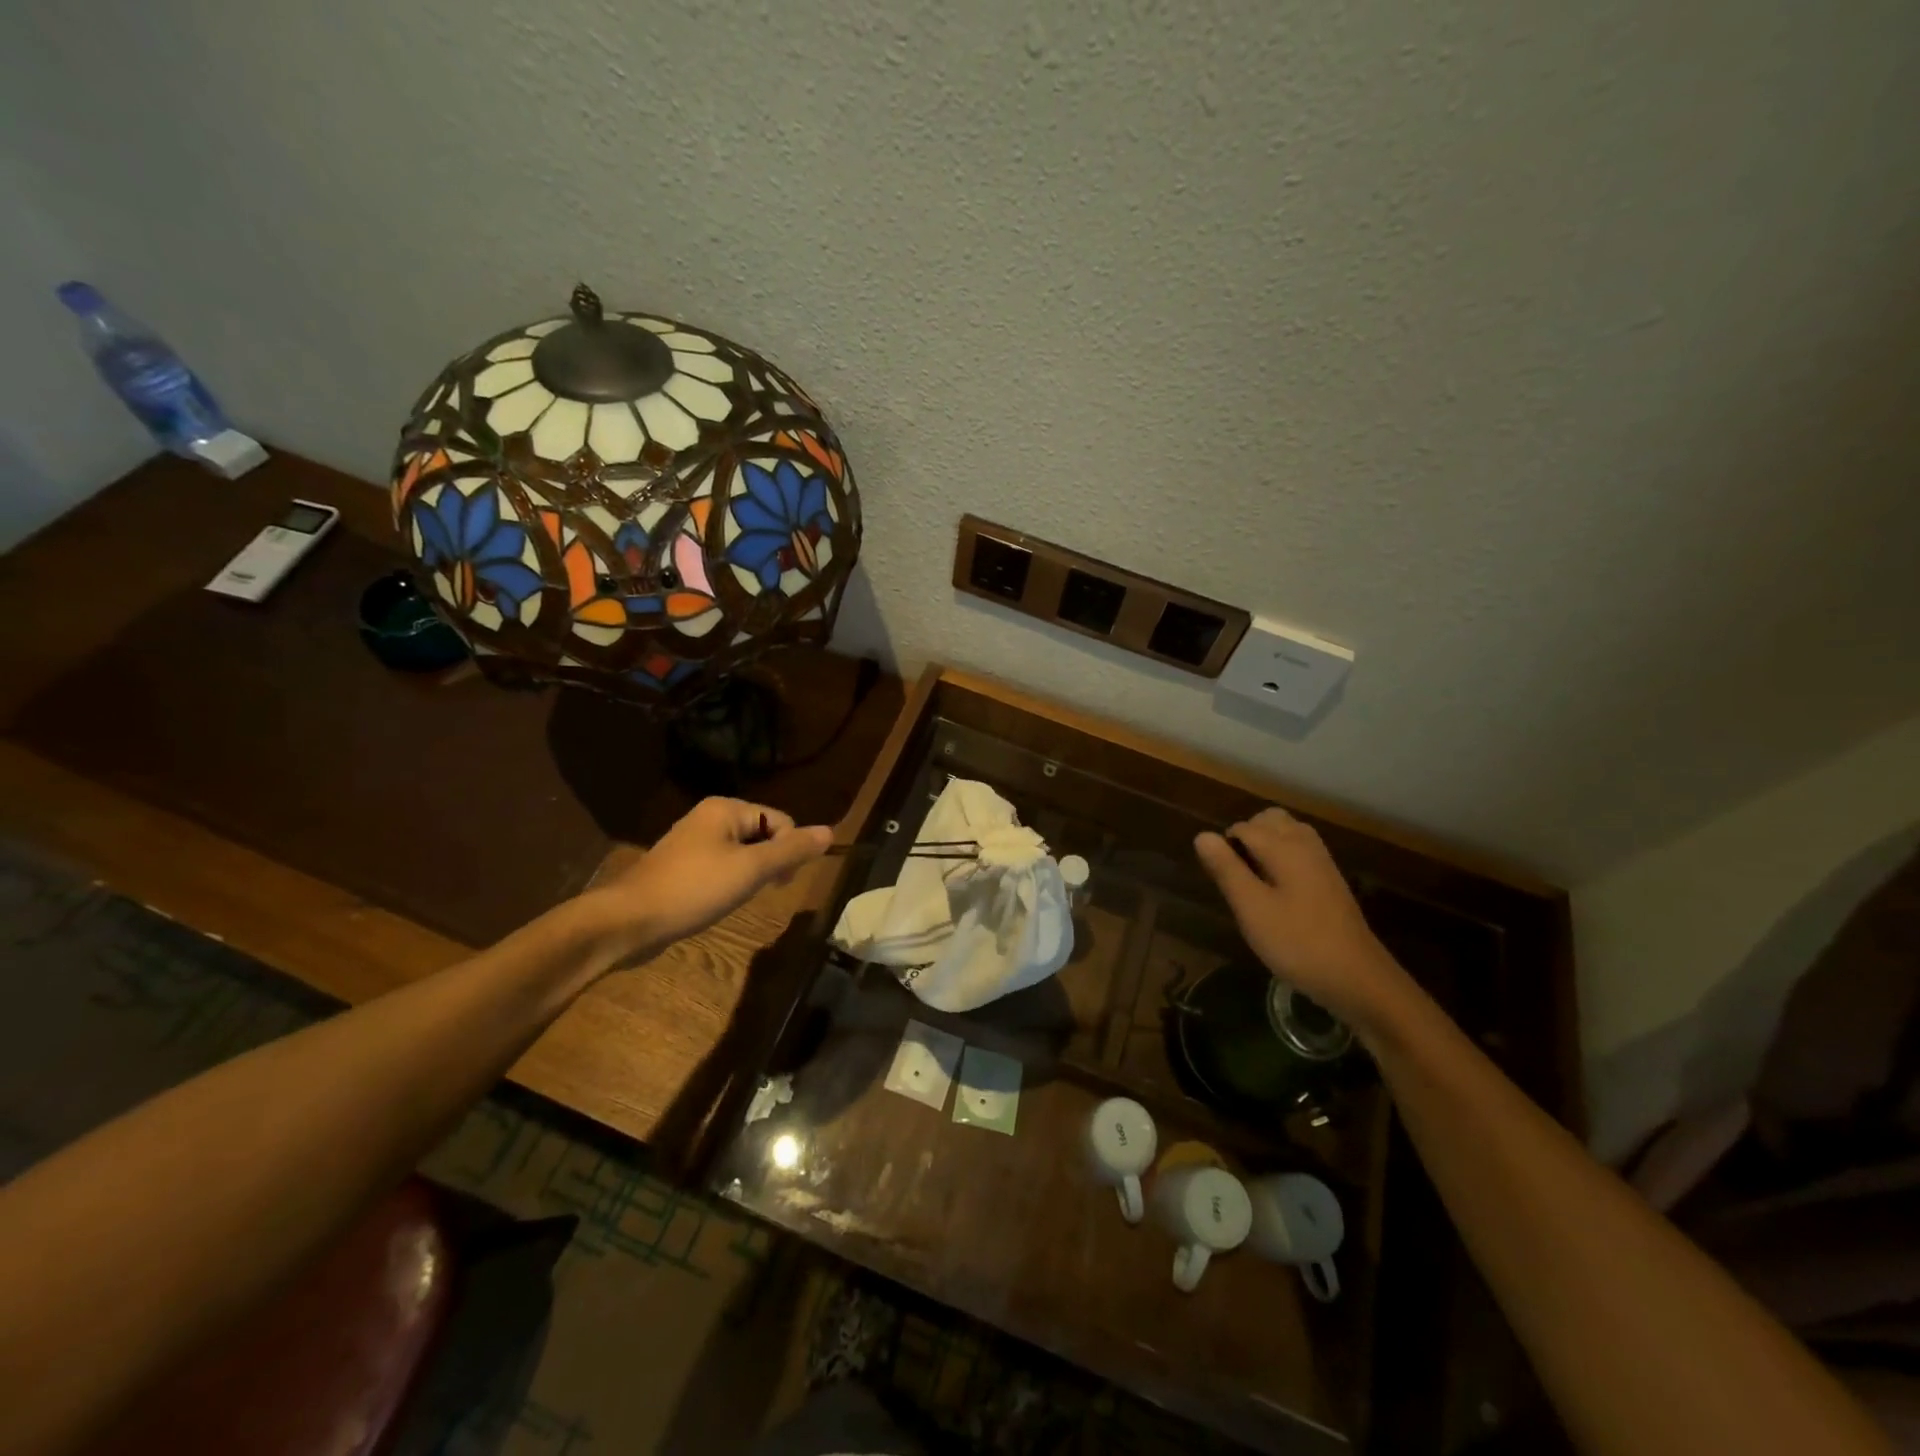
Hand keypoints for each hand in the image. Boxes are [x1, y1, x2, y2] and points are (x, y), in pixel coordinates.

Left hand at [589, 798, 832, 952]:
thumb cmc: (694, 889)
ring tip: (738, 898)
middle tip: (762, 891)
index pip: (781, 821)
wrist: (629, 921)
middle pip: (762, 834)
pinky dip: (729, 882)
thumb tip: (830, 832)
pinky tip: (719, 901)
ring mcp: (693, 841)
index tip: (779, 882)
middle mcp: (709, 816)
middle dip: (770, 862)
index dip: (788, 850)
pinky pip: (722, 866)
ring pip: (743, 852)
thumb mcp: (751, 869)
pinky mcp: (682, 866)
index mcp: (726, 809)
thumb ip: (792, 850)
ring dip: (750, 875)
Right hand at [1194, 807, 1409, 1029]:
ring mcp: (1322, 863)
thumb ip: (1226, 869)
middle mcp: (1305, 845)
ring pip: (1287, 833)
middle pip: (1269, 820)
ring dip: (1265, 844)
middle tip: (1234, 874)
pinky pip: (1300, 851)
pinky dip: (1283, 857)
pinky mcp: (1330, 882)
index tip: (1217, 878)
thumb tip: (1202, 835)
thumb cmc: (1297, 942)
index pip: (1243, 827)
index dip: (1224, 846)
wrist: (1358, 978)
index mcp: (1284, 847)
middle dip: (1246, 835)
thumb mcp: (1252, 908)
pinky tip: (1276, 889)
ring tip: (1251, 878)